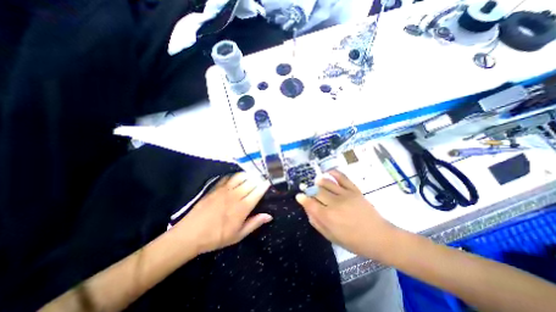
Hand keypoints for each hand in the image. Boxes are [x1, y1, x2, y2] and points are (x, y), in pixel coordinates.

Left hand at [173, 173, 269, 255]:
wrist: (190, 234)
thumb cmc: (216, 237)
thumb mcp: (238, 235)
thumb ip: (254, 223)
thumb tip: (269, 216)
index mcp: (242, 207)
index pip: (258, 191)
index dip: (265, 185)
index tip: (268, 183)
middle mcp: (235, 195)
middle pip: (251, 182)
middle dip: (258, 179)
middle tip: (261, 180)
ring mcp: (225, 190)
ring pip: (241, 177)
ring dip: (248, 175)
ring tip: (251, 177)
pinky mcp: (216, 188)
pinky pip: (228, 177)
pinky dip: (235, 176)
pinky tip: (236, 179)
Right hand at [295, 169, 394, 259]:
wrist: (380, 237)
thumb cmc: (354, 241)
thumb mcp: (332, 237)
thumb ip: (317, 223)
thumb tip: (308, 210)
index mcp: (328, 217)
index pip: (310, 203)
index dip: (302, 198)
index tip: (299, 195)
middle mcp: (334, 204)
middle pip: (317, 191)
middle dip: (309, 189)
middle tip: (307, 189)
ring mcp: (345, 195)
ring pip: (327, 182)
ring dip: (319, 181)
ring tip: (316, 181)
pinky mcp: (355, 190)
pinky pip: (342, 177)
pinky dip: (334, 172)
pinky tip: (328, 172)